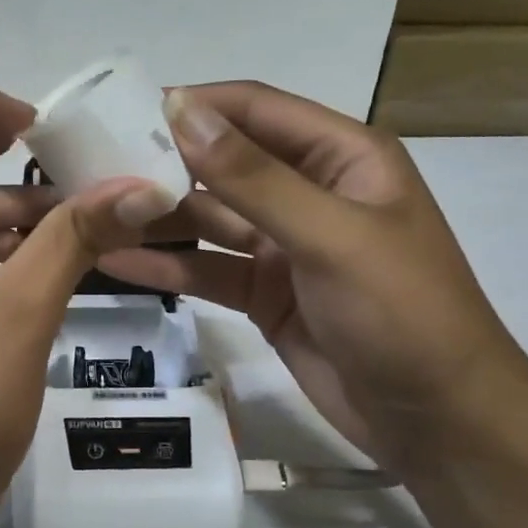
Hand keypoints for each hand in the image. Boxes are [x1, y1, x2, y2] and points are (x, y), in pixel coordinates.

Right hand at [100, 83, 527, 477]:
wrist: (438, 421)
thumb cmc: (402, 313)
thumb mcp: (330, 236)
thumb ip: (254, 177)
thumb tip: (184, 110)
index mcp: (340, 157)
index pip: (255, 110)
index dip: (193, 105)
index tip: (123, 111)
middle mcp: (308, 191)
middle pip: (223, 163)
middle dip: (163, 161)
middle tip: (89, 164)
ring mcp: (283, 245)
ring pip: (208, 217)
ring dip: (156, 215)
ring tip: (90, 210)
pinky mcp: (263, 292)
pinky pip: (207, 267)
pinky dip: (166, 264)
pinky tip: (114, 259)